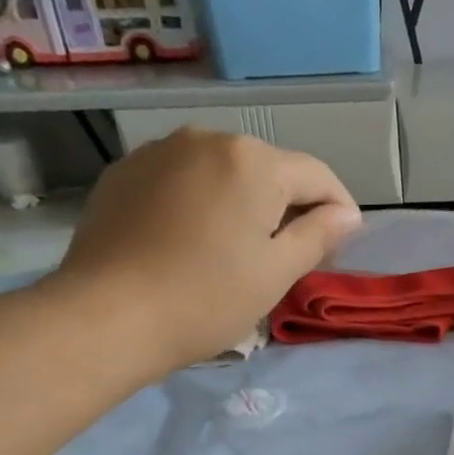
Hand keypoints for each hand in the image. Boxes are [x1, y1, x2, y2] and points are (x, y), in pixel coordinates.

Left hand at [43, 128, 361, 375]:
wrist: (107, 315)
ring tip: (239, 247)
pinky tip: (193, 241)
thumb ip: (318, 236)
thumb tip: (346, 215)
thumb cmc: (207, 298)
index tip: (342, 244)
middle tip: (292, 254)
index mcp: (253, 161)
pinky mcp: (125, 173)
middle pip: (268, 169)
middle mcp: (207, 139)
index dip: (339, 209)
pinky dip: (201, 202)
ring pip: (223, 172)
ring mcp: (160, 152)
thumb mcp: (276, 272)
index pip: (317, 176)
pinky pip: (183, 180)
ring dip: (243, 202)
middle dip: (289, 205)